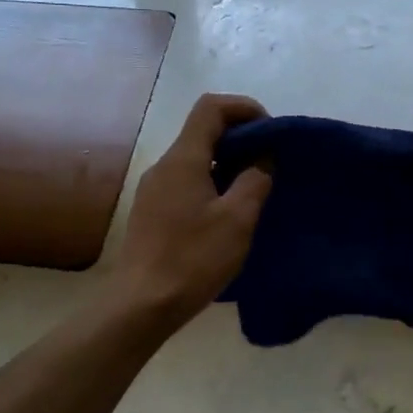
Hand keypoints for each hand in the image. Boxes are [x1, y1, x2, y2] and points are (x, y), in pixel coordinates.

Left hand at [111, 93, 272, 326]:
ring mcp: (153, 190)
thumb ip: (255, 181)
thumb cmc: (193, 259)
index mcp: (183, 159)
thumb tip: (262, 159)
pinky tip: (227, 214)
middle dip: (240, 137)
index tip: (270, 132)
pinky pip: (186, 183)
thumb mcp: (237, 220)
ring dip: (227, 163)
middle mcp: (164, 166)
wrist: (142, 305)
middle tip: (270, 163)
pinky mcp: (151, 212)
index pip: (211, 107)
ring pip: (195, 159)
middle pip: (202, 132)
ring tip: (253, 190)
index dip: (244, 108)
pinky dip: (211, 184)